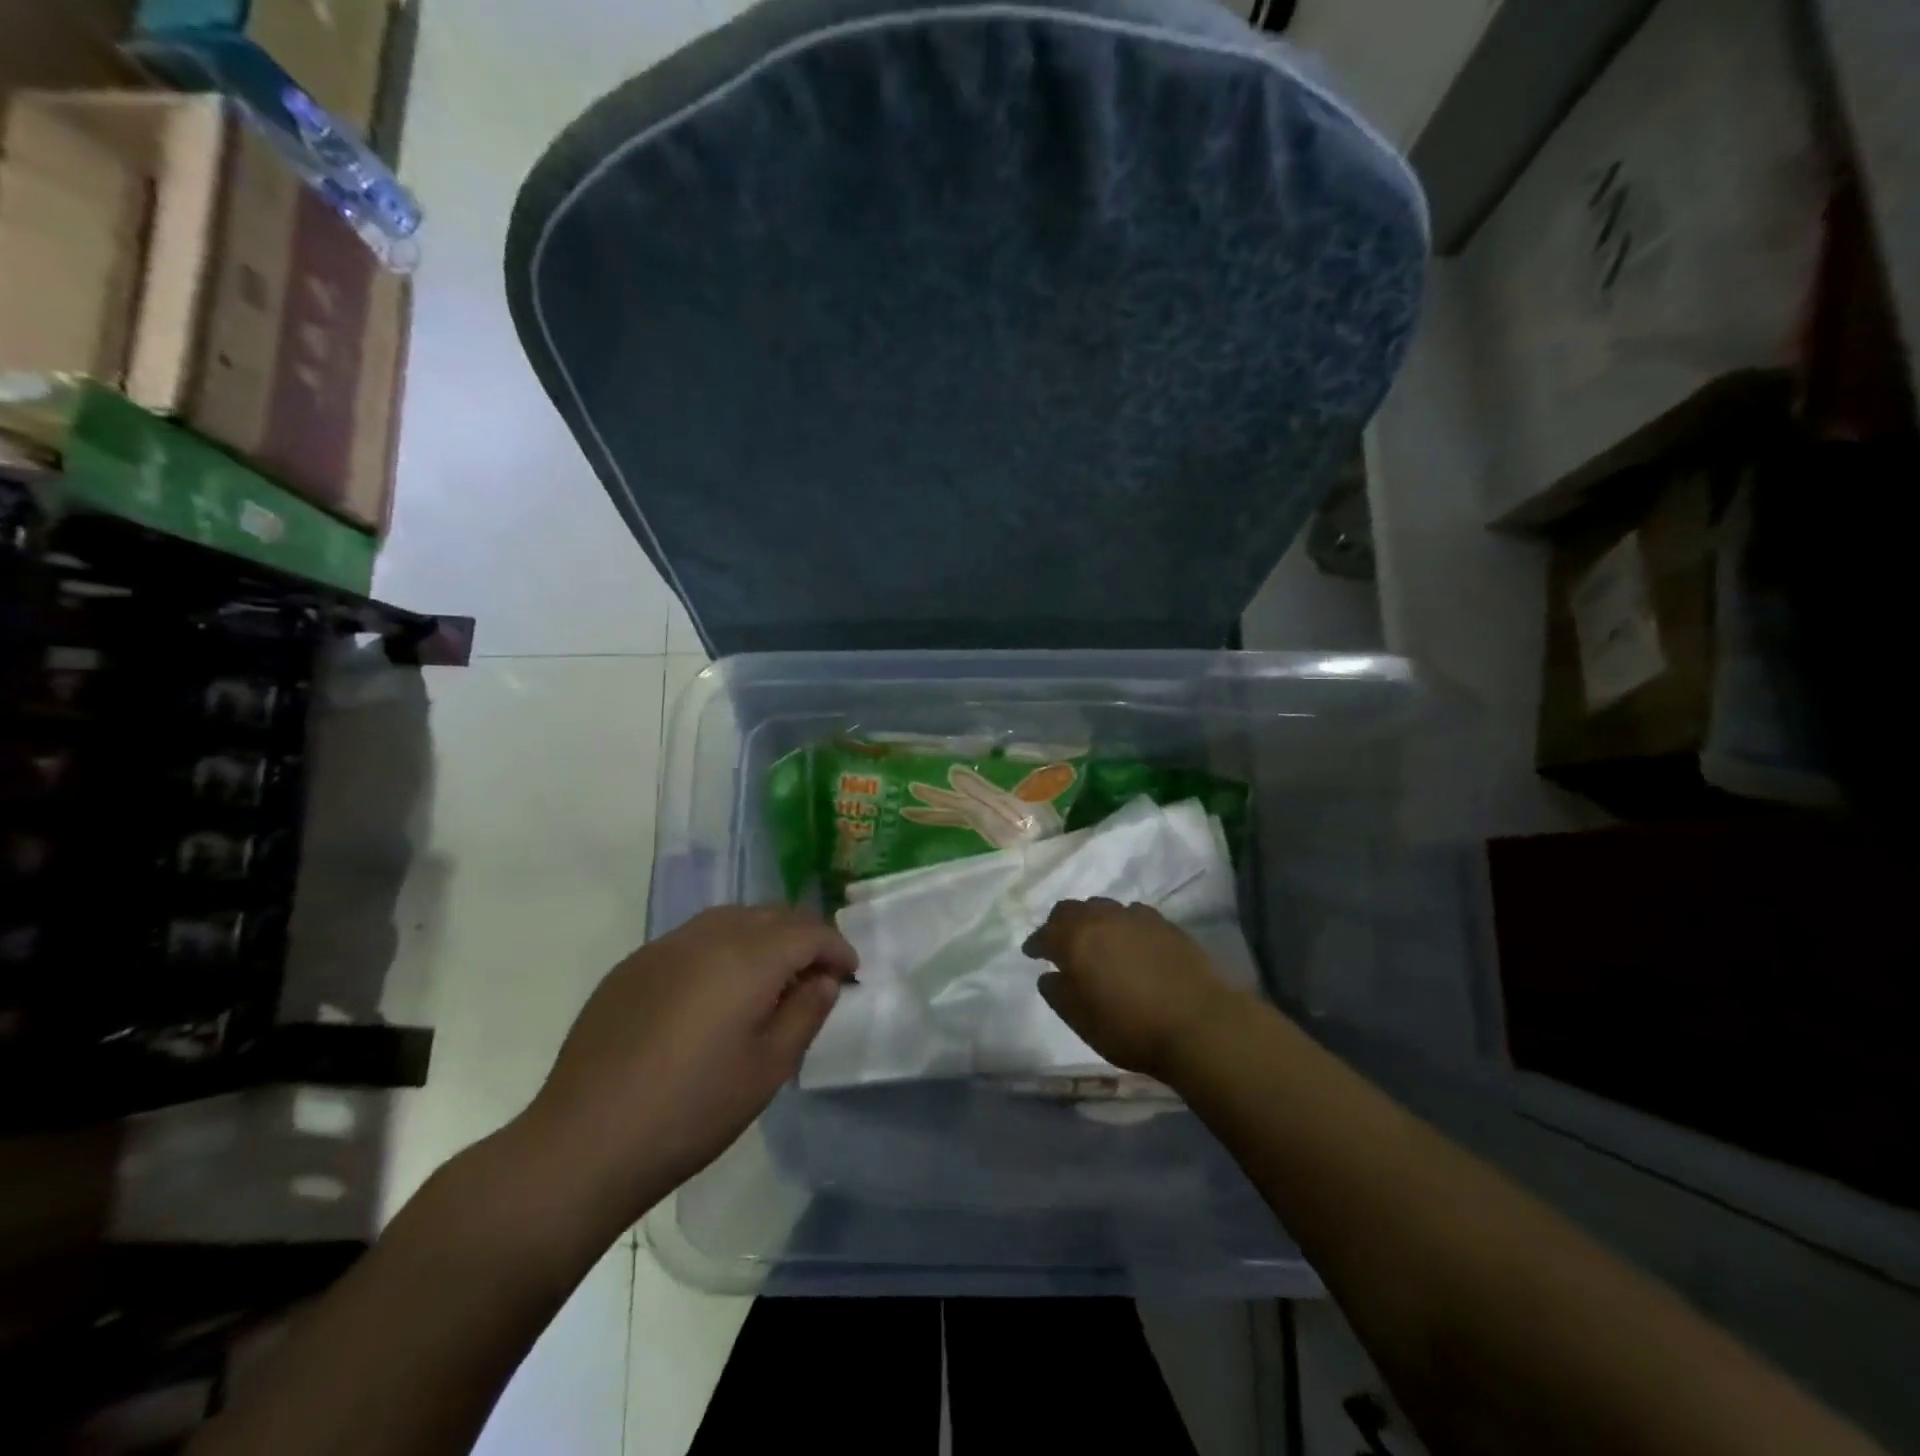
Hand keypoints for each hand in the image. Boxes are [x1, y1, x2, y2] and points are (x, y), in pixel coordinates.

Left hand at [513, 906, 856, 1231]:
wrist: (583, 1142)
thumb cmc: (691, 1111)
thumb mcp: (768, 1069)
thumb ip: (805, 1013)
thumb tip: (823, 980)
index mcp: (748, 958)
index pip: (808, 931)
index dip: (836, 948)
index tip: (850, 974)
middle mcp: (707, 936)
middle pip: (770, 915)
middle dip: (803, 936)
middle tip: (816, 974)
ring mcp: (664, 947)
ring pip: (730, 919)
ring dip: (762, 936)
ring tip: (770, 977)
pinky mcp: (633, 965)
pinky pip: (693, 938)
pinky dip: (722, 948)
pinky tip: (715, 991)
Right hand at [1024, 898, 1244, 1082]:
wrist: (1198, 1023)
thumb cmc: (1131, 1028)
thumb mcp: (1082, 1022)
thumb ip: (1058, 994)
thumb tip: (1048, 976)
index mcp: (1075, 941)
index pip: (1045, 934)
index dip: (1035, 944)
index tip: (1032, 953)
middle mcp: (1101, 919)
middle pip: (1071, 910)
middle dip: (1059, 924)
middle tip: (1059, 942)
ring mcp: (1135, 917)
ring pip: (1102, 907)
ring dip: (1091, 920)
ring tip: (1095, 940)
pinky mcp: (1163, 923)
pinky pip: (1131, 914)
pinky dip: (1121, 924)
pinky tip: (1128, 941)